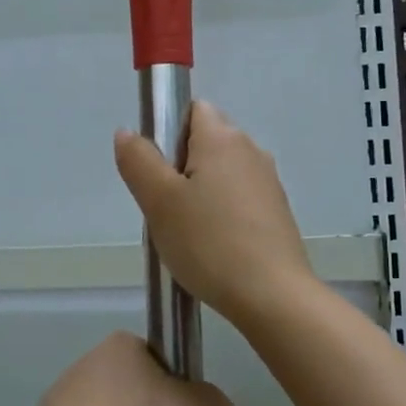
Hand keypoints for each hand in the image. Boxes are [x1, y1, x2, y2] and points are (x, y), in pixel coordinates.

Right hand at [114, 101, 315, 333]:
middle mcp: (251, 150)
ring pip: (222, 174)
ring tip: (187, 234)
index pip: (192, 110)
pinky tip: (213, 248)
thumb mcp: (159, 202)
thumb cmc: (209, 243)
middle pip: (206, 142)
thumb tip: (127, 133)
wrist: (272, 296)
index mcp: (223, 138)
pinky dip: (222, 214)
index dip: (168, 133)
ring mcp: (268, 182)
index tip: (156, 172)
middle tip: (164, 208)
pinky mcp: (277, 213)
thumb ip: (139, 161)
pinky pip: (239, 200)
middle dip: (180, 166)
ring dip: (200, 194)